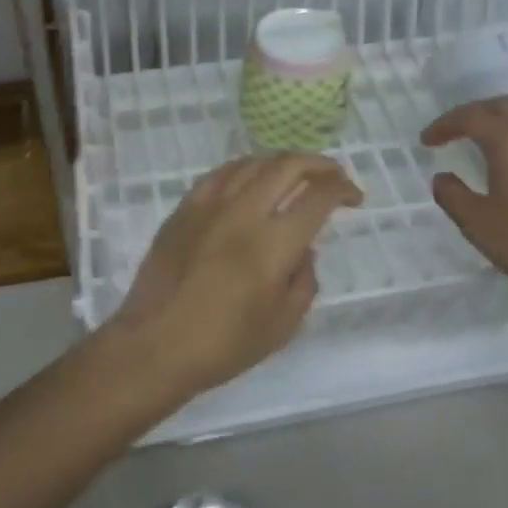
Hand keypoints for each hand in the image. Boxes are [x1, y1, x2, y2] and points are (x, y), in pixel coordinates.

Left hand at [103, 154, 362, 402]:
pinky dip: (245, 169)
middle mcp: (243, 212)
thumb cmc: (222, 345)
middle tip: (332, 175)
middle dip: (319, 164)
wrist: (154, 345)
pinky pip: (220, 174)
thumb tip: (304, 249)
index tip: (353, 196)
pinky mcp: (185, 208)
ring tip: (294, 175)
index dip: (343, 188)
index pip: (318, 197)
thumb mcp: (282, 326)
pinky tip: (250, 179)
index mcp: (272, 244)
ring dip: (282, 163)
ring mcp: (209, 205)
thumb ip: (303, 281)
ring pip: (253, 162)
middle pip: (287, 165)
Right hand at [422, 97, 507, 317]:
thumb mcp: (477, 224)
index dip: (444, 125)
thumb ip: (452, 195)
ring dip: (500, 123)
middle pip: (501, 106)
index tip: (426, 141)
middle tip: (453, 133)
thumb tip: (442, 177)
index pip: (470, 117)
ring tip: (483, 145)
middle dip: (473, 114)